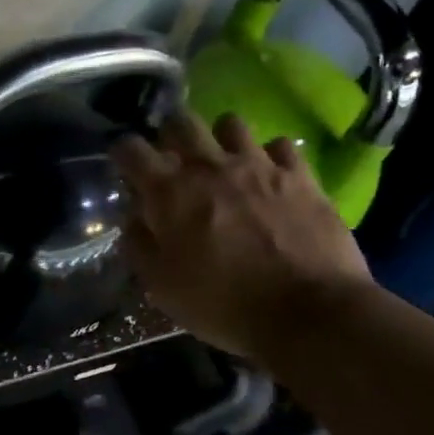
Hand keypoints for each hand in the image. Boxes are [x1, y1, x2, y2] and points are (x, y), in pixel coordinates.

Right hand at [110, 110, 374, 370]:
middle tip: (173, 158)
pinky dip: (270, 156)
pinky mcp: (300, 176)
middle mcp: (210, 167)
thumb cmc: (224, 304)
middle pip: (181, 122)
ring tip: (223, 162)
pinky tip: (270, 176)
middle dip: (170, 134)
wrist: (310, 313)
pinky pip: (280, 145)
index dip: (123, 153)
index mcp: (170, 193)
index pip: (131, 149)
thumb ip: (140, 245)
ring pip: (230, 124)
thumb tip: (133, 219)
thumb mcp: (163, 287)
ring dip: (220, 139)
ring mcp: (259, 166)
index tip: (125, 165)